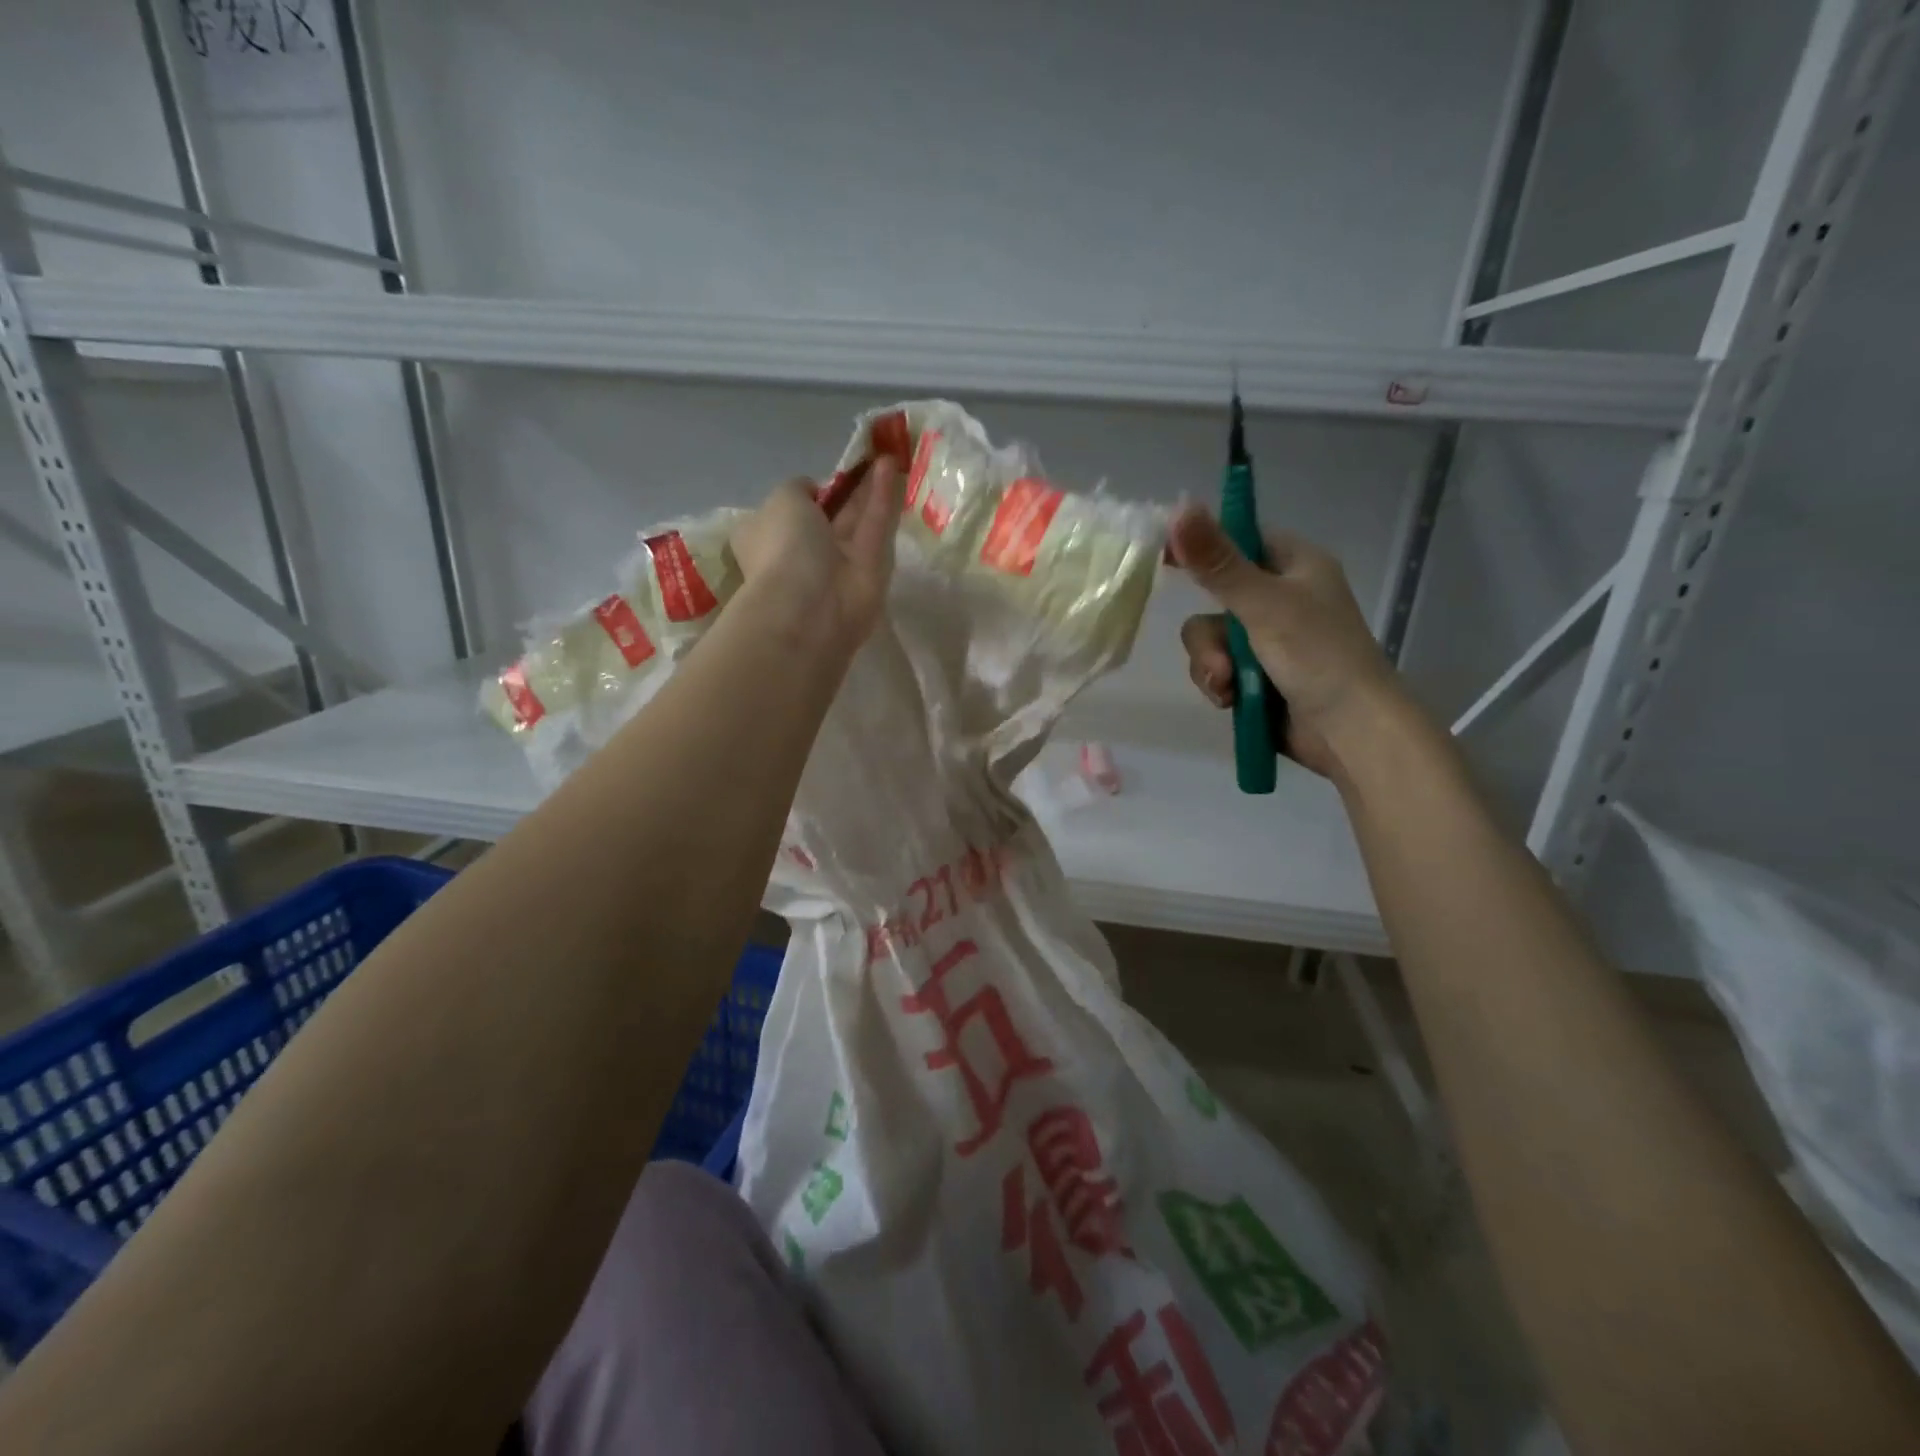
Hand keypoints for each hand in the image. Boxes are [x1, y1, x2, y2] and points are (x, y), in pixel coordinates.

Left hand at [731, 457, 902, 657]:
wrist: (810, 606)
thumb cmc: (784, 548)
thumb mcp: (781, 498)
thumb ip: (799, 488)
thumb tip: (815, 491)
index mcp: (768, 536)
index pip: (788, 512)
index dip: (807, 494)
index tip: (826, 478)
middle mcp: (802, 550)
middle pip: (828, 516)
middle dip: (846, 489)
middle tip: (866, 457)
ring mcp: (838, 563)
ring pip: (856, 520)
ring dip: (868, 488)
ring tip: (885, 453)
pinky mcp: (870, 569)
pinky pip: (875, 527)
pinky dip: (881, 498)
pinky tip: (890, 465)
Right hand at [1169, 503, 1399, 780]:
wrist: (1350, 732)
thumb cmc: (1318, 655)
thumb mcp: (1263, 604)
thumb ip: (1217, 563)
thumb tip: (1179, 508)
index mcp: (1294, 565)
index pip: (1239, 538)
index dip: (1203, 545)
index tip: (1166, 558)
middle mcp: (1280, 597)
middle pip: (1215, 598)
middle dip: (1209, 637)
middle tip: (1220, 661)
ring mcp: (1268, 639)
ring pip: (1211, 639)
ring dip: (1212, 665)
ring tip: (1229, 688)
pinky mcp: (1258, 675)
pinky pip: (1218, 668)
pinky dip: (1220, 684)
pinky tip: (1230, 702)